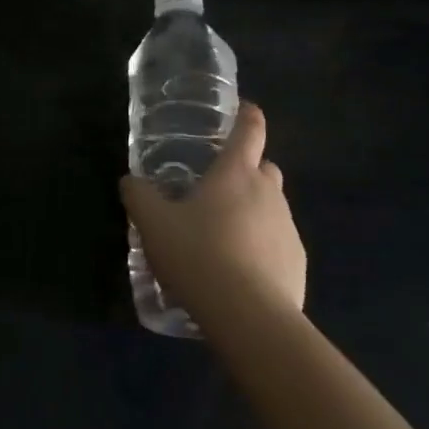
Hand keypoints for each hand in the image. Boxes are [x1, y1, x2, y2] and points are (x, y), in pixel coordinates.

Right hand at [119, 102, 304, 339]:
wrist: (249, 317)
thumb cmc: (199, 255)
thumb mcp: (153, 223)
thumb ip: (138, 196)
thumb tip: (130, 181)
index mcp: (236, 173)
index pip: (250, 130)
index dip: (247, 116)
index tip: (244, 110)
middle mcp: (269, 193)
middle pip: (264, 169)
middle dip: (246, 172)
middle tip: (215, 191)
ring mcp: (288, 229)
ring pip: (271, 208)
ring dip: (252, 214)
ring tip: (220, 240)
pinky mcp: (298, 265)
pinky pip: (278, 245)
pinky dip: (262, 249)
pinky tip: (238, 273)